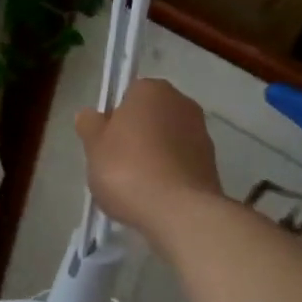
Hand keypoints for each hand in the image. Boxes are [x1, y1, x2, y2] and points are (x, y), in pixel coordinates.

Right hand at [75, 78, 223, 238]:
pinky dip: (169, 174)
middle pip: (150, 117)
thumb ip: (90, 125)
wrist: (178, 211)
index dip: (114, 118)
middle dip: (135, 136)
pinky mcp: (211, 164)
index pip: (128, 95)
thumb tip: (90, 115)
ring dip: (153, 156)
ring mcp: (201, 133)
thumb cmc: (127, 169)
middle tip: (115, 165)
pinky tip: (155, 196)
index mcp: (151, 90)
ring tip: (135, 186)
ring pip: (167, 141)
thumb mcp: (94, 146)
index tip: (104, 142)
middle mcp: (182, 103)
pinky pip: (180, 163)